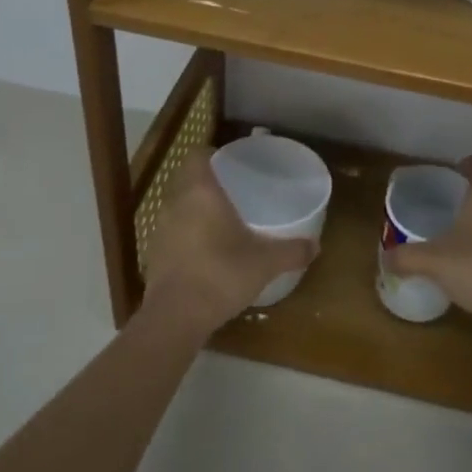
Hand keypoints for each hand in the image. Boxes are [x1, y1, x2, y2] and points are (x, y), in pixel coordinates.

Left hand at [139, 149, 314, 334]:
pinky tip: (207, 250)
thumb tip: (316, 246)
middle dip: (209, 182)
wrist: (176, 317)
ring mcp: (160, 229)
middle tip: (235, 190)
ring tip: (223, 220)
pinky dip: (188, 234)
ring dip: (196, 209)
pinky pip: (174, 232)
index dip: (212, 154)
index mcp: (201, 192)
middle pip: (188, 179)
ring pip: (179, 206)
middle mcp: (176, 203)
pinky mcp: (155, 254)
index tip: (231, 162)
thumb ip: (292, 250)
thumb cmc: (221, 274)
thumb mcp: (265, 262)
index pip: (197, 155)